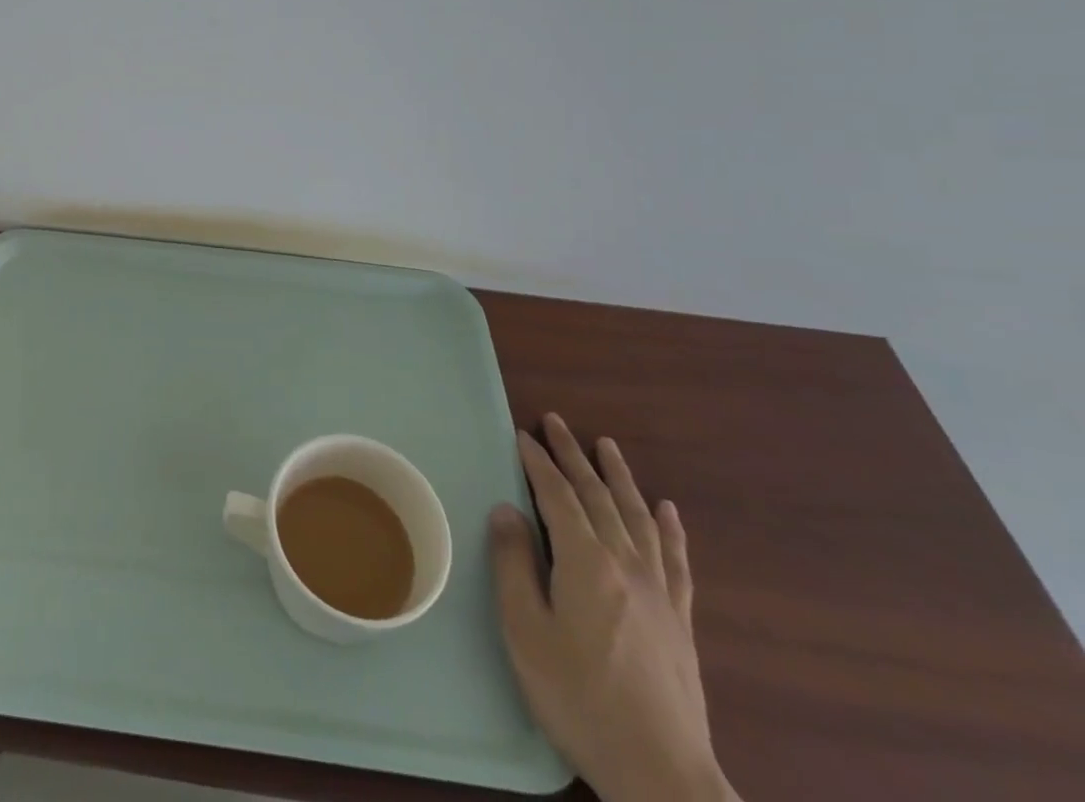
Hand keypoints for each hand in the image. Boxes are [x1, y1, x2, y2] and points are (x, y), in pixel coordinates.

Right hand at [490, 415, 737, 801]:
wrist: (661, 774)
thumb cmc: (579, 698)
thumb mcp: (526, 631)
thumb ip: (514, 564)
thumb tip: (508, 510)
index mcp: (586, 562)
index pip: (558, 496)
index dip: (539, 463)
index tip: (523, 434)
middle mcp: (626, 564)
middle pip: (598, 496)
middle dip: (574, 456)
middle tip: (557, 422)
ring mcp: (659, 592)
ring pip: (638, 517)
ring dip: (619, 477)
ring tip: (607, 446)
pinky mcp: (681, 620)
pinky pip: (676, 559)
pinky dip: (670, 529)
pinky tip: (668, 510)